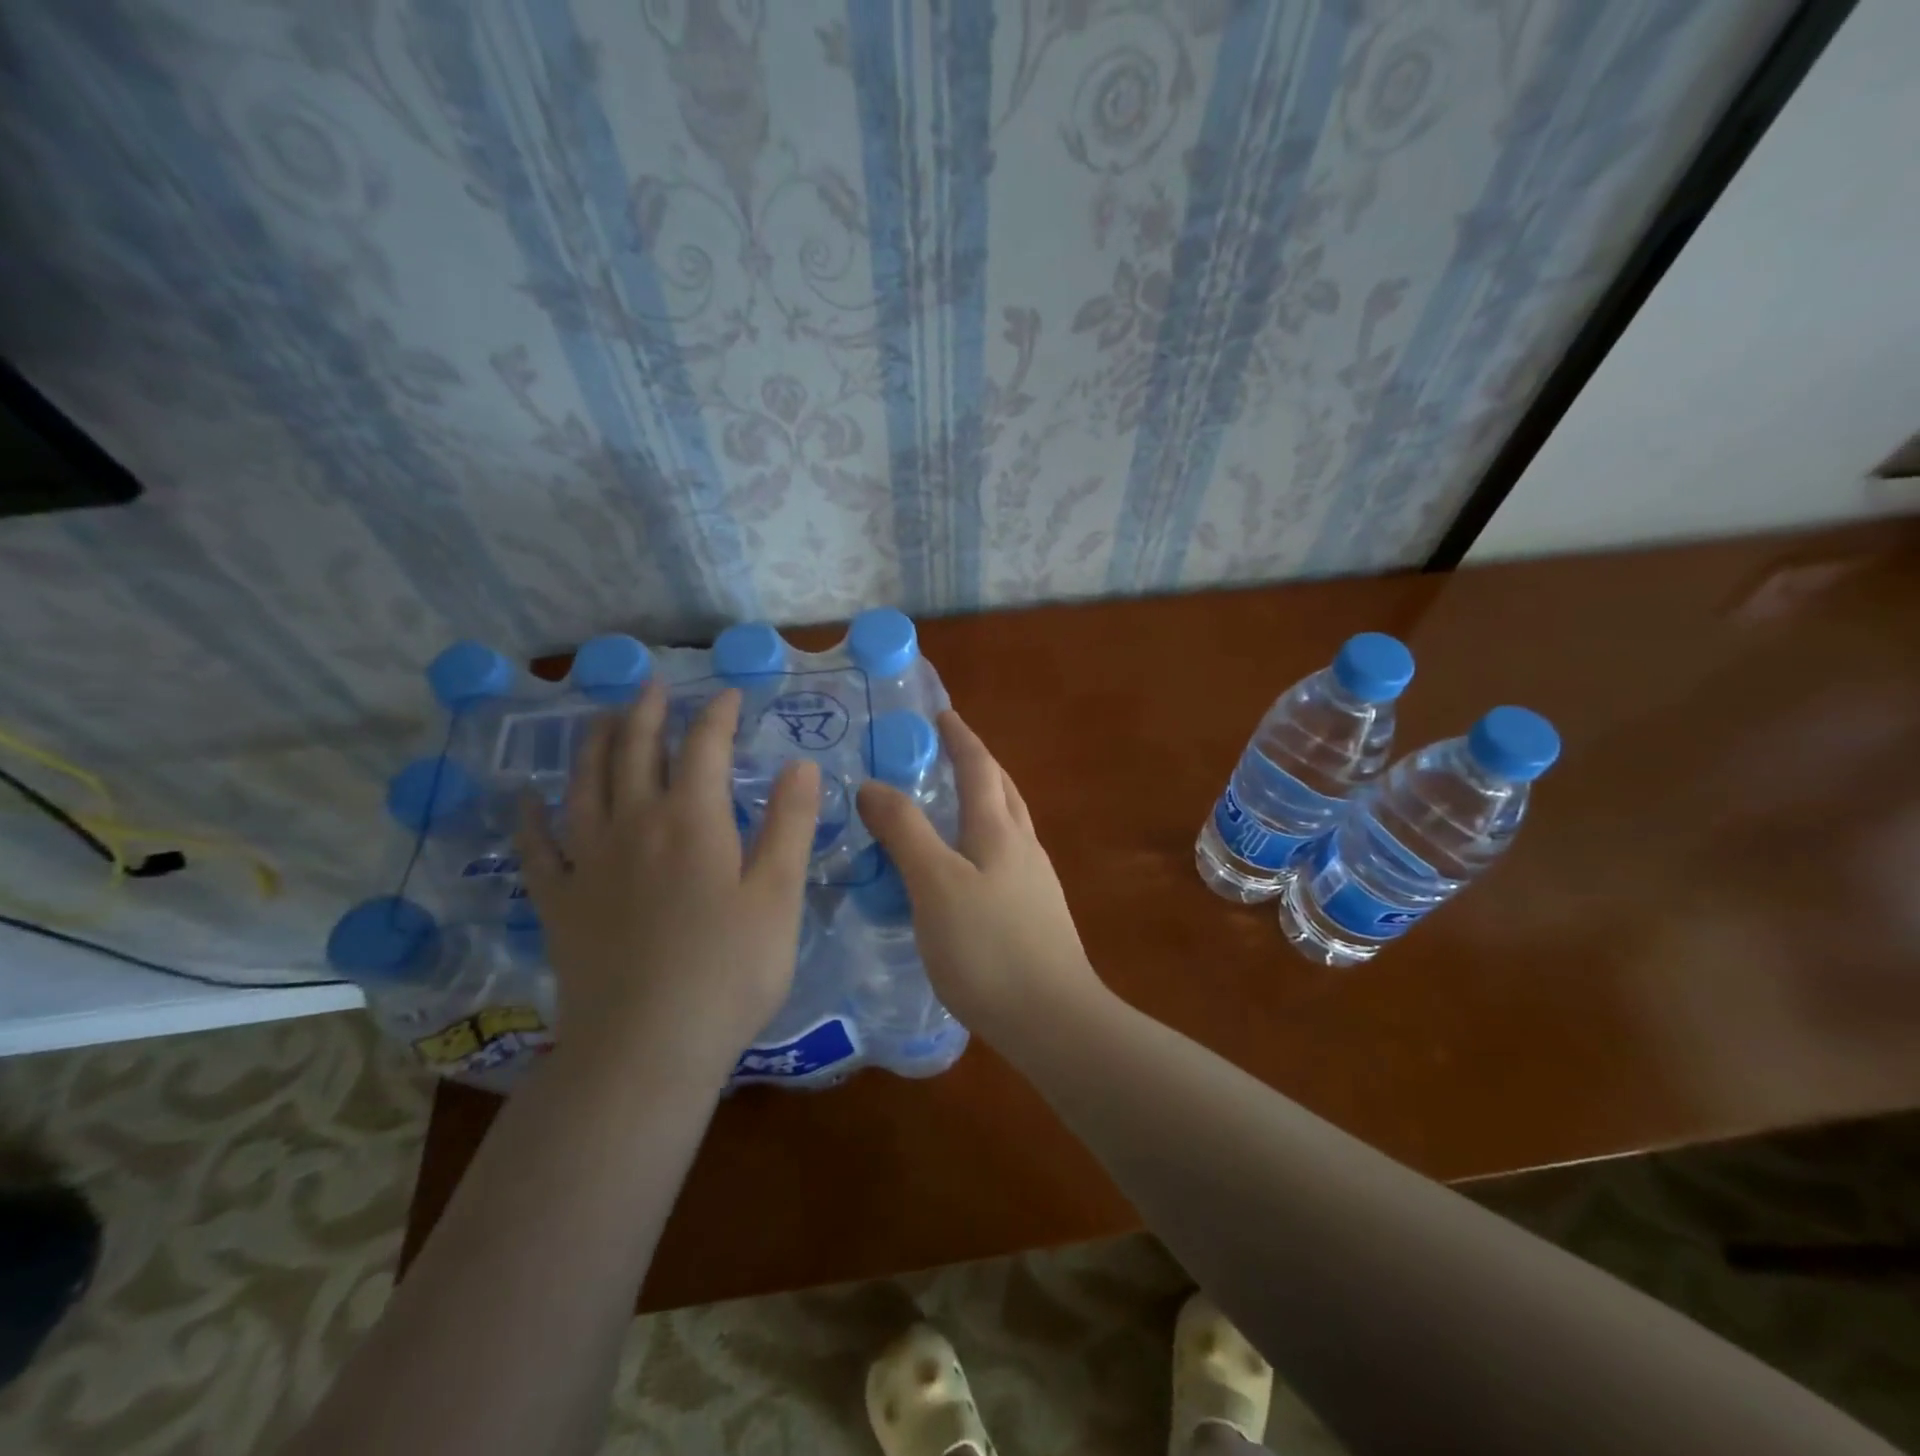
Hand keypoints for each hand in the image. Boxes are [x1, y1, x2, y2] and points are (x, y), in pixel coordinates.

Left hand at [518, 685, 820, 1084]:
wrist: (646, 1048)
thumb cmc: (729, 971)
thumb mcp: (779, 895)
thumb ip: (790, 823)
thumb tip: (800, 763)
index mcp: (693, 820)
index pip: (704, 746)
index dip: (717, 714)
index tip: (729, 695)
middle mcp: (634, 825)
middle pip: (635, 751)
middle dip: (647, 713)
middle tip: (653, 685)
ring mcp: (589, 862)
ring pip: (584, 784)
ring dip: (593, 743)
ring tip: (600, 717)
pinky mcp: (560, 902)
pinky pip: (537, 847)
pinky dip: (530, 816)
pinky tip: (526, 797)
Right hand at [855, 711, 1102, 1036]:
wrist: (1052, 1018)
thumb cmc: (988, 947)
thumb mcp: (935, 884)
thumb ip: (904, 831)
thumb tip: (872, 785)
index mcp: (999, 830)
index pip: (979, 767)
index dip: (960, 737)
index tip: (942, 712)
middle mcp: (1023, 845)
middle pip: (1002, 789)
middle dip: (978, 762)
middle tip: (947, 750)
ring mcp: (1035, 880)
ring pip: (1008, 823)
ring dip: (984, 800)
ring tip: (953, 803)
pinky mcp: (1036, 912)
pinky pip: (1007, 856)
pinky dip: (984, 840)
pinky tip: (967, 868)